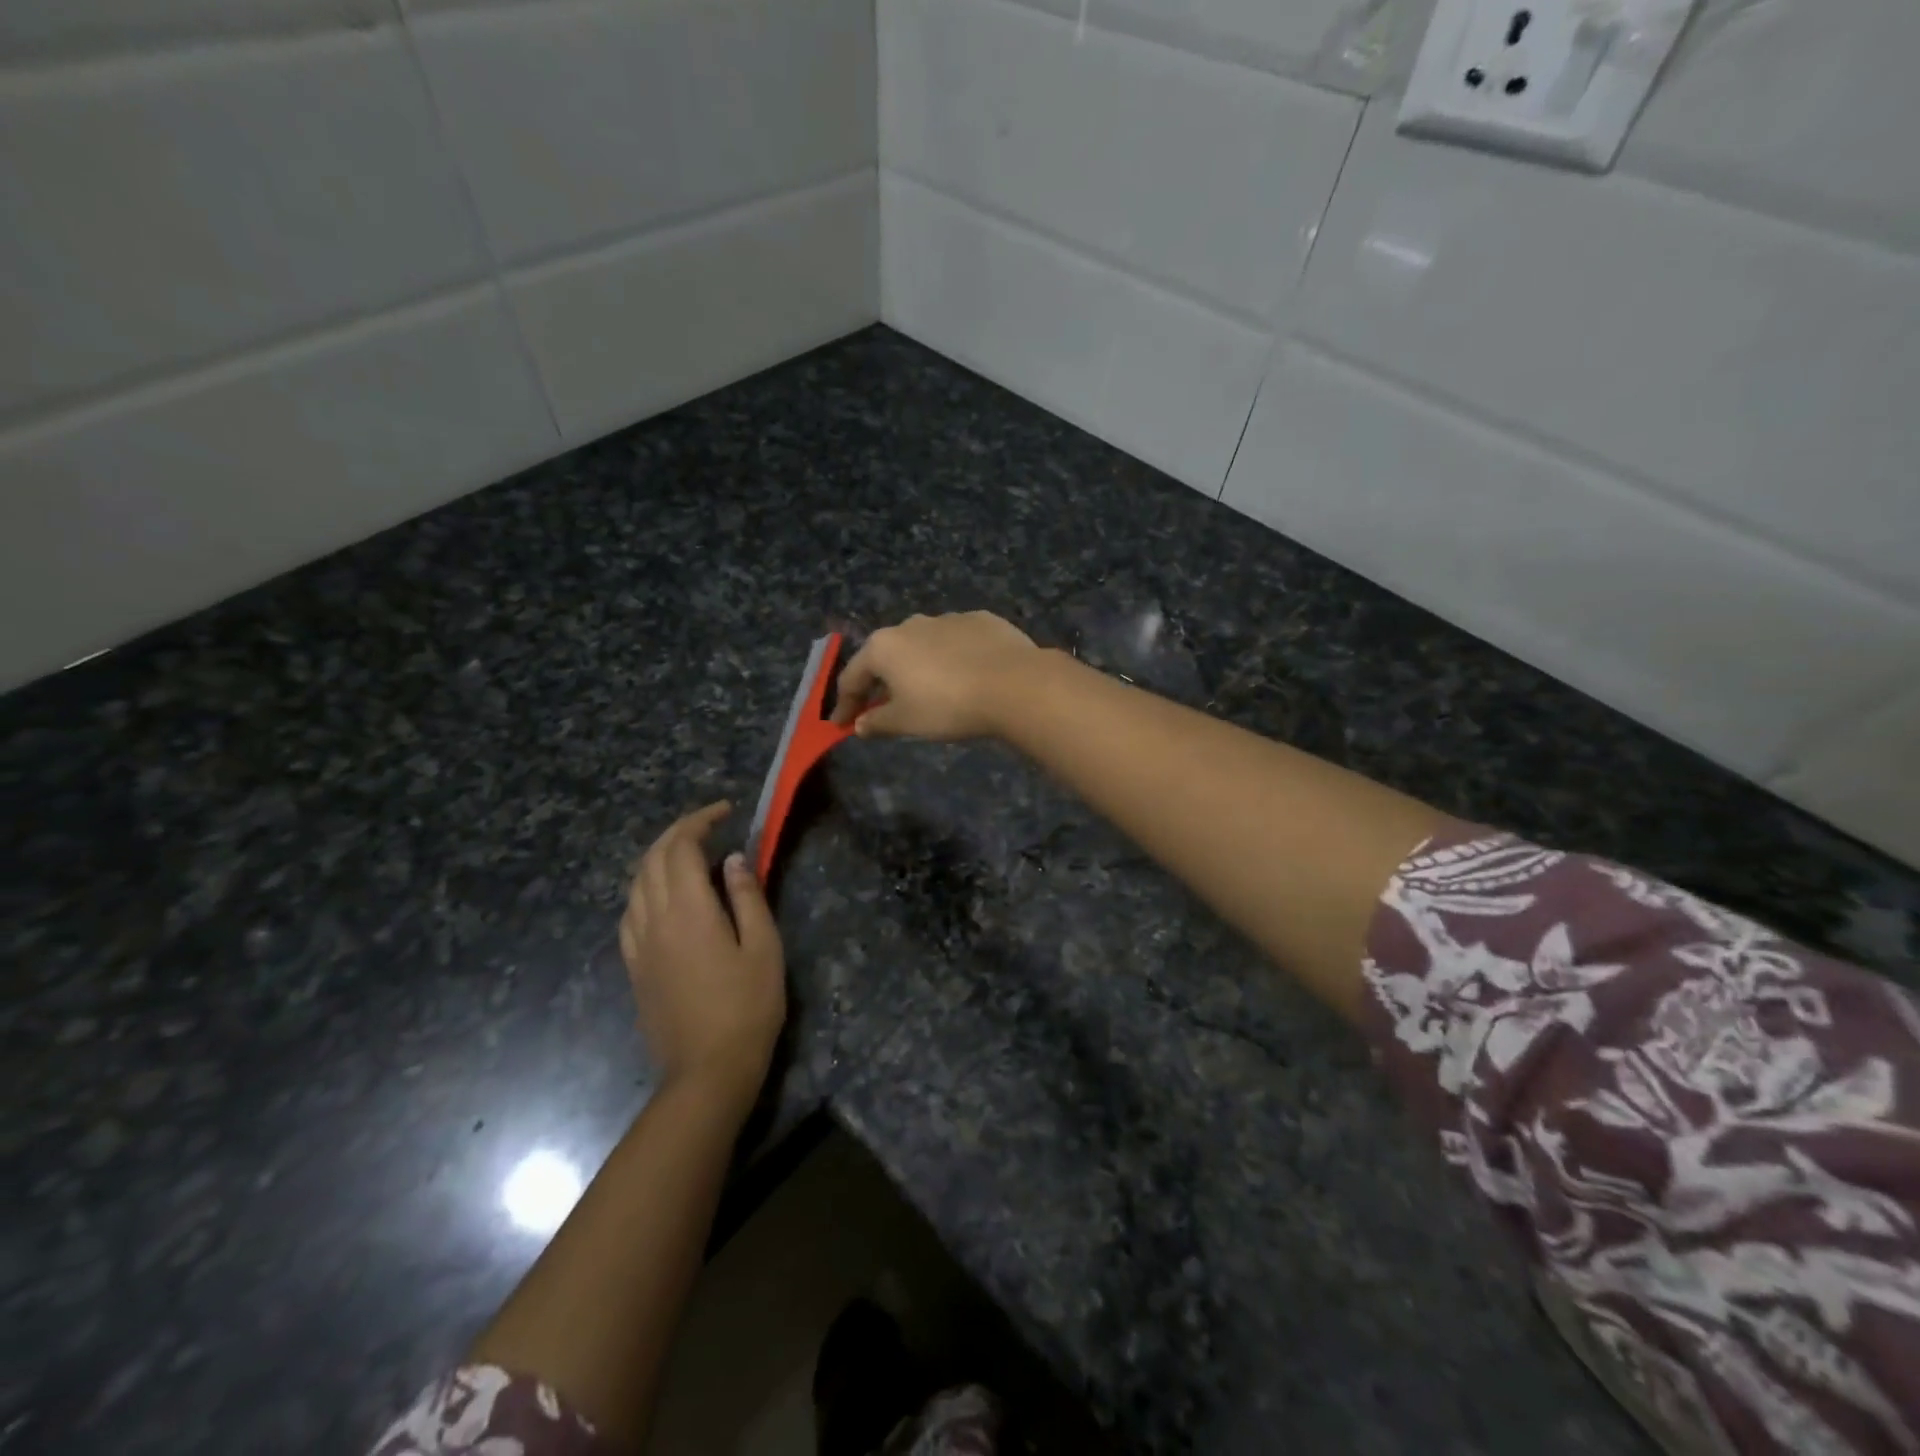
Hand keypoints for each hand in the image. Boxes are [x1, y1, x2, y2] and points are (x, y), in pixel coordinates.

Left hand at [618, 803, 785, 1110]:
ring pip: (636, 883)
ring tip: (689, 853)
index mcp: (687, 911)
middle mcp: (653, 919)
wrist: (706, 1071)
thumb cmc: (747, 1007)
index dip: (700, 821)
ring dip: (659, 856)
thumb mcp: (763, 948)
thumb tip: (732, 859)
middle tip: (710, 825)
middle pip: (652, 859)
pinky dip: (646, 887)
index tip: (725, 812)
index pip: (681, 847)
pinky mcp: (633, 966)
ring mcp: (637, 944)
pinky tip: (664, 896)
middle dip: (678, 832)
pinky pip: (630, 911)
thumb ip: (746, 897)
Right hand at [831, 611, 1038, 740]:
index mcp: (884, 646)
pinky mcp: (982, 620)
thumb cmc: (948, 706)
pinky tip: (964, 675)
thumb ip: (878, 722)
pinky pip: (956, 641)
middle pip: (886, 656)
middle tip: (881, 707)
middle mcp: (911, 624)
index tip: (842, 724)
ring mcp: (948, 618)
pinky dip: (951, 658)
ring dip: (918, 667)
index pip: (852, 677)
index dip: (845, 704)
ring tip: (927, 691)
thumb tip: (860, 724)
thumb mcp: (907, 722)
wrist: (1014, 684)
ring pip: (922, 645)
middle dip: (881, 682)